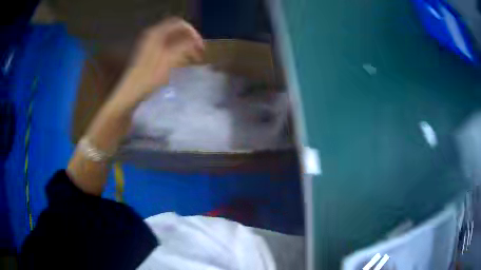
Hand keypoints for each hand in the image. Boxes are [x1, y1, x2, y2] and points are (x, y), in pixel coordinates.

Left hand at [115, 17, 204, 106]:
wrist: (132, 91)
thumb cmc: (150, 76)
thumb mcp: (170, 59)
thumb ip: (185, 46)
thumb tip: (196, 41)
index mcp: (156, 33)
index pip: (179, 24)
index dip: (193, 32)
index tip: (200, 45)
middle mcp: (152, 34)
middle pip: (176, 30)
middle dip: (189, 38)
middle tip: (198, 51)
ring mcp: (149, 43)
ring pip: (172, 38)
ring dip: (184, 45)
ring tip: (192, 56)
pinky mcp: (149, 53)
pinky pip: (167, 45)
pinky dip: (176, 50)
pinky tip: (181, 60)